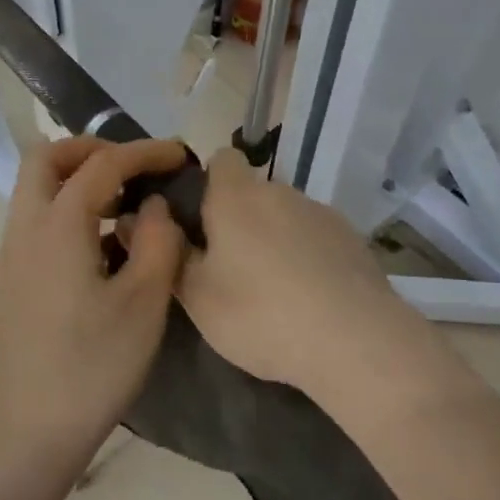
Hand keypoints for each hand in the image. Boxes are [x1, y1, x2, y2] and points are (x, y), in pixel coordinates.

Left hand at [0, 137, 189, 460]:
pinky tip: (102, 244)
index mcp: (59, 225)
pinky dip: (66, 207)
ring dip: (78, 178)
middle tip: (135, 168)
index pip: (102, 164)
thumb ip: (158, 241)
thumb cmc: (93, 366)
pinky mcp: (11, 277)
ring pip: (36, 188)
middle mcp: (26, 227)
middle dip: (92, 150)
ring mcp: (11, 252)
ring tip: (125, 204)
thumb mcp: (144, 302)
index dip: (144, 152)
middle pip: (47, 158)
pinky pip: (36, 218)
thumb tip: (155, 205)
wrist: (28, 431)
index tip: (179, 154)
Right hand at [175, 149, 416, 395]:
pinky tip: (311, 298)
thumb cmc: (260, 314)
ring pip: (286, 216)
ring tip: (275, 291)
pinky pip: (316, 237)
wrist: (355, 339)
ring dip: (275, 239)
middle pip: (252, 193)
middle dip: (240, 221)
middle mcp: (280, 191)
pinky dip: (308, 256)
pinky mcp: (352, 238)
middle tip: (231, 269)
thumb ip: (172, 255)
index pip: (221, 159)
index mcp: (237, 197)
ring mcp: (321, 212)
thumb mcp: (198, 297)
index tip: (201, 222)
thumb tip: (144, 224)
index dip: (208, 183)